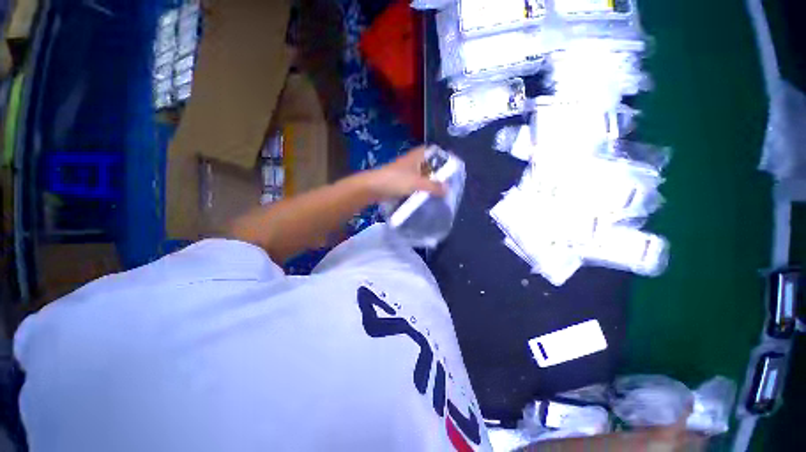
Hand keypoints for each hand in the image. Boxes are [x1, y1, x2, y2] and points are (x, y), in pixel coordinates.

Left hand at [363, 147, 446, 200]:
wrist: (372, 188)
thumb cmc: (395, 180)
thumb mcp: (416, 183)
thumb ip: (433, 186)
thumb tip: (448, 189)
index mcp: (416, 156)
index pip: (432, 151)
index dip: (442, 156)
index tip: (452, 166)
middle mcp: (411, 162)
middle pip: (428, 164)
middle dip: (437, 172)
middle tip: (448, 182)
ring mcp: (405, 173)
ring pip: (420, 175)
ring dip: (428, 182)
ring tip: (440, 191)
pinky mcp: (400, 183)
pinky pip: (414, 185)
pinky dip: (420, 190)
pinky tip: (426, 197)